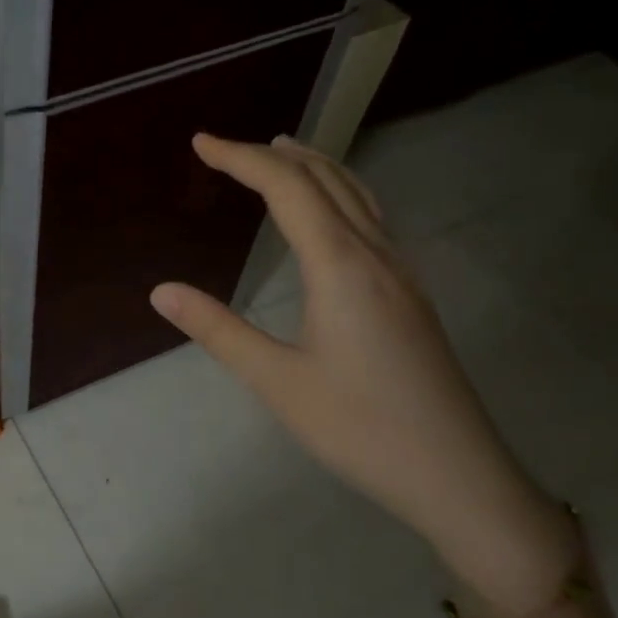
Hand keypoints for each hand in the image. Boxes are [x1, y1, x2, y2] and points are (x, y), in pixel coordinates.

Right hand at [150, 134, 575, 610]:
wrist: (457, 474)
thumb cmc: (359, 428)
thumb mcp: (277, 381)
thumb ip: (218, 329)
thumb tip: (161, 291)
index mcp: (340, 266)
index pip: (287, 188)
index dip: (240, 159)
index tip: (200, 143)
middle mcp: (375, 255)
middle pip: (326, 179)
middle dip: (275, 155)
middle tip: (228, 149)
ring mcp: (401, 273)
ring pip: (358, 195)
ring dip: (314, 167)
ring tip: (280, 156)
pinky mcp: (411, 294)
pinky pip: (372, 219)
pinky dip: (339, 194)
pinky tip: (328, 216)